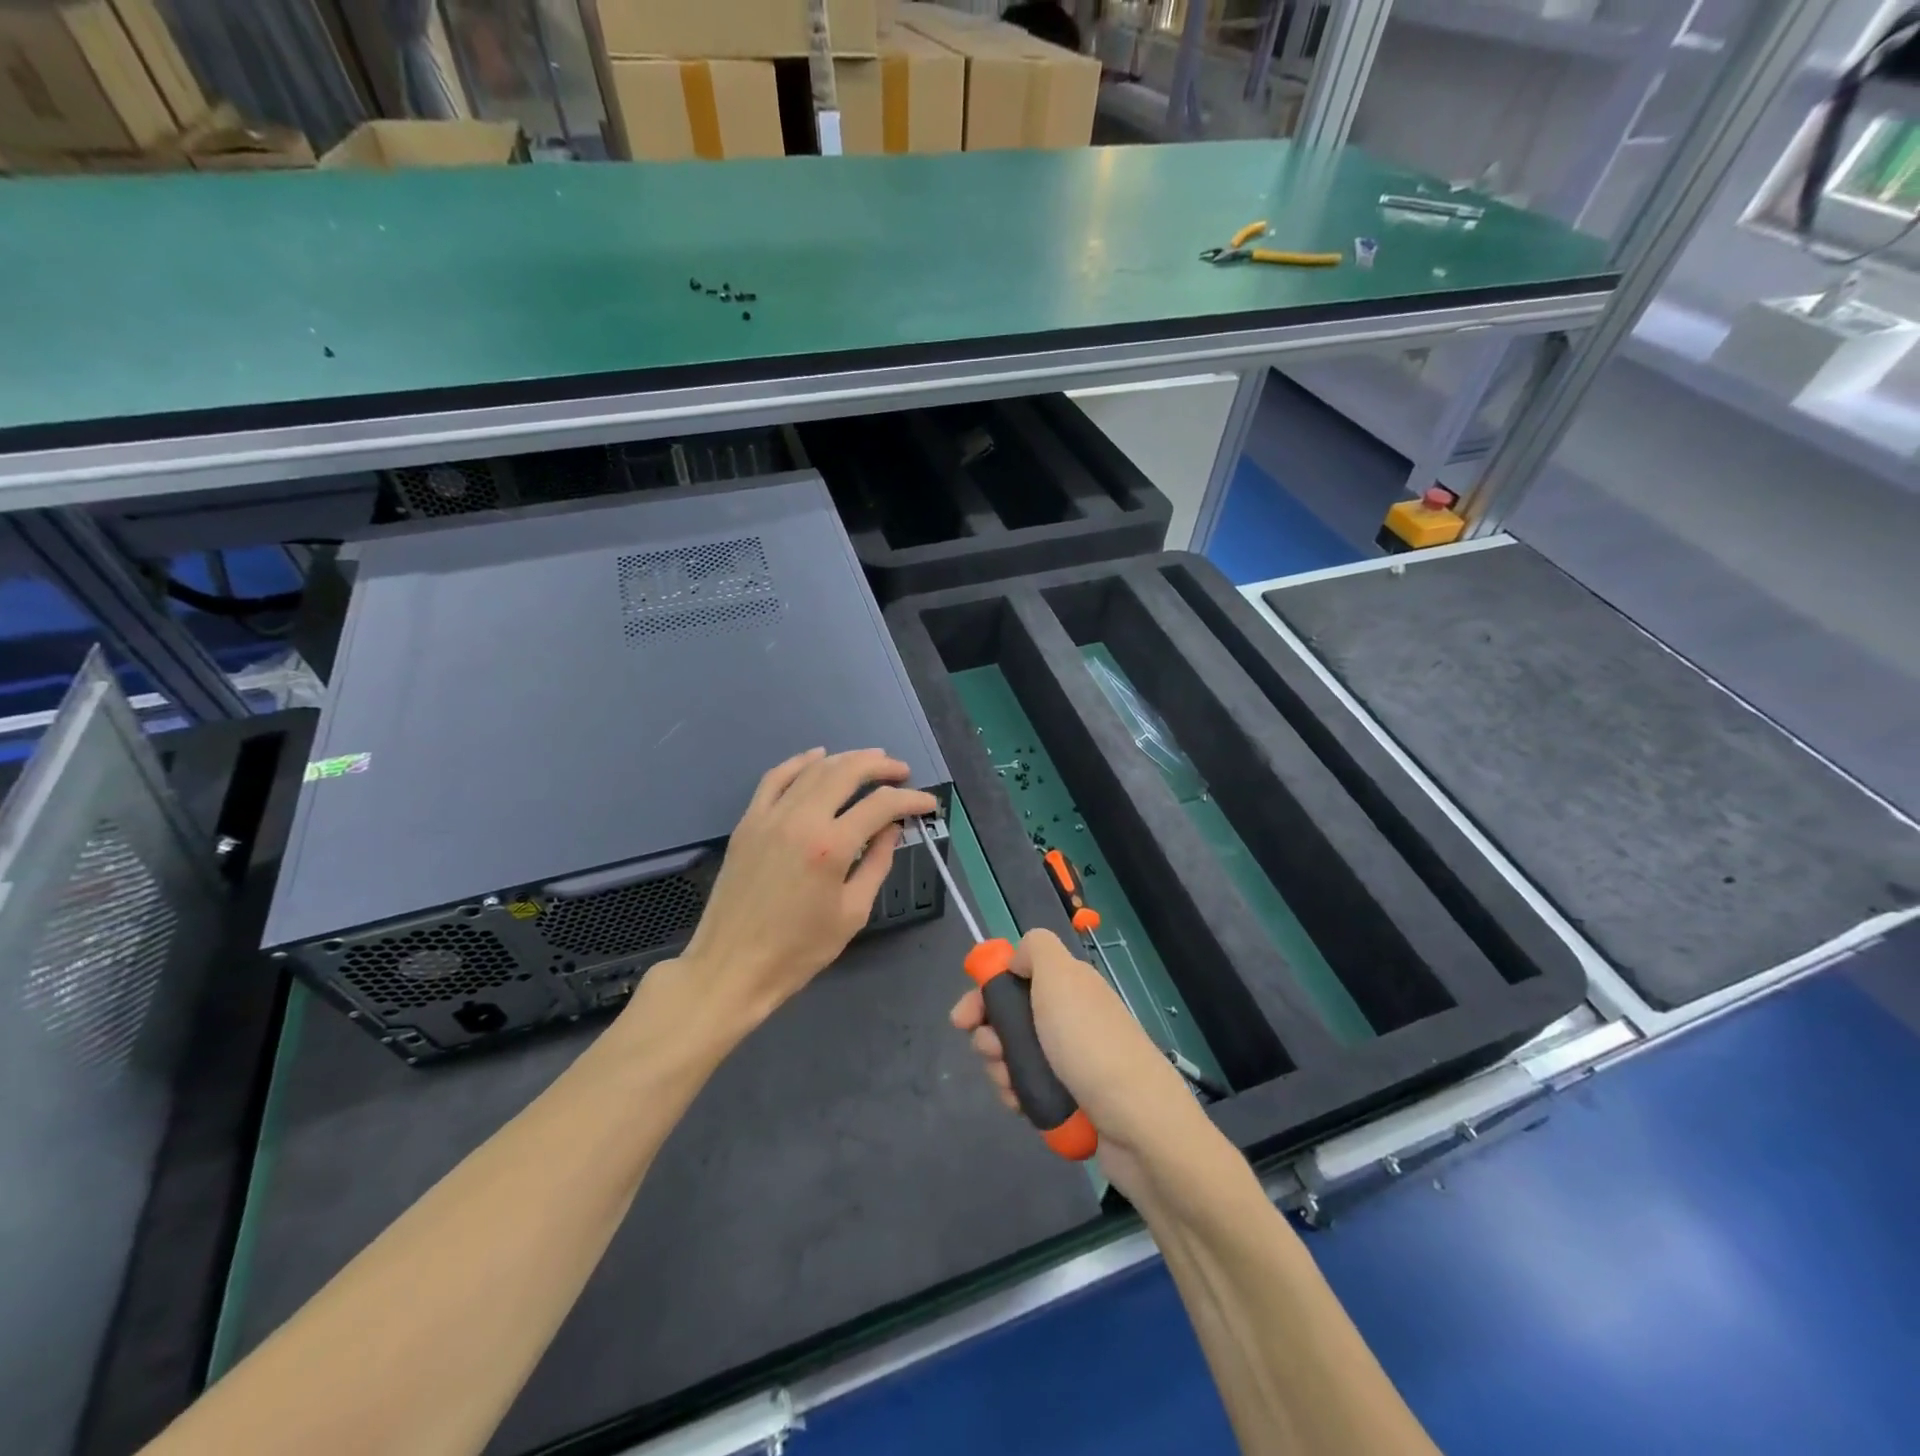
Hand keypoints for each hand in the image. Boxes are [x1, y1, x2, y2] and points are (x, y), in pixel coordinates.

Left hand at [661, 748, 937, 1035]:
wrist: (731, 967)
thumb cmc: (798, 950)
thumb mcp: (852, 913)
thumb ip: (876, 864)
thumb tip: (892, 830)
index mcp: (831, 847)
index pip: (882, 805)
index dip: (911, 800)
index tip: (928, 804)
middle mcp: (801, 820)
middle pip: (847, 772)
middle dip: (881, 767)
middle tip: (902, 772)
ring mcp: (770, 817)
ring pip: (814, 770)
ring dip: (847, 759)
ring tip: (872, 761)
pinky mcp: (748, 822)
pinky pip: (775, 778)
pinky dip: (800, 762)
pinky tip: (818, 757)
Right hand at [950, 928, 1201, 1197]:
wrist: (1138, 1123)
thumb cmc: (1090, 1043)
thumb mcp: (1061, 977)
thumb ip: (1035, 950)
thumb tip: (1016, 960)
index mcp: (1068, 985)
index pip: (1014, 976)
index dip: (984, 992)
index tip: (962, 1018)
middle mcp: (1068, 1017)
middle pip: (1009, 1018)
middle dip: (988, 1036)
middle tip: (992, 1052)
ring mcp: (1070, 1060)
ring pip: (1014, 1056)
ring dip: (1000, 1069)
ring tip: (1011, 1086)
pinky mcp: (1071, 1098)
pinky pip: (1029, 1089)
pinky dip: (1017, 1095)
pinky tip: (1021, 1106)